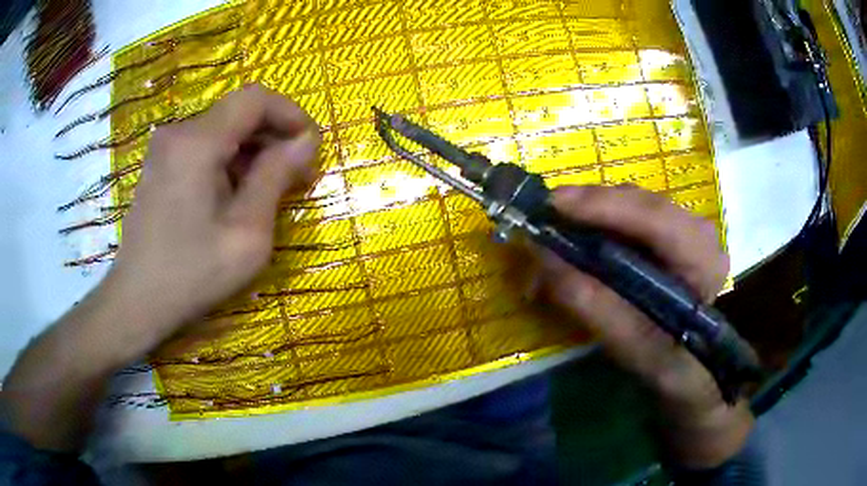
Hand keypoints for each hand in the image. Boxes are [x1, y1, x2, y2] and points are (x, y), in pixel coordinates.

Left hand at [107, 84, 320, 335]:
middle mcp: (178, 134)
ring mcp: (165, 149)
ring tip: (269, 191)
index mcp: (198, 142)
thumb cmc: (191, 274)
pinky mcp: (159, 166)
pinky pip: (203, 148)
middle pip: (238, 113)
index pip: (255, 98)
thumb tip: (306, 142)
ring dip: (252, 152)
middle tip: (296, 176)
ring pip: (222, 131)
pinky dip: (228, 162)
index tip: (310, 147)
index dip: (290, 114)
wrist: (137, 302)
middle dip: (273, 136)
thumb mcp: (246, 233)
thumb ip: (276, 178)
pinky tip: (235, 196)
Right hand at [533, 185, 752, 467]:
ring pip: (632, 204)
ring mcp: (686, 227)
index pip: (655, 219)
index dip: (601, 206)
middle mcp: (699, 231)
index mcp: (702, 259)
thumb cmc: (671, 364)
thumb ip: (593, 304)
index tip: (551, 205)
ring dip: (591, 213)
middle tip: (543, 218)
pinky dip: (600, 222)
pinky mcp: (672, 232)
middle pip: (639, 202)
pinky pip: (631, 214)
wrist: (695, 367)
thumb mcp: (634, 346)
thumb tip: (542, 258)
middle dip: (589, 207)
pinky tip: (578, 236)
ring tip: (555, 228)